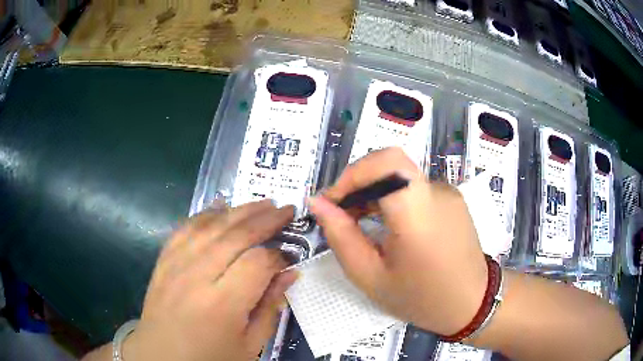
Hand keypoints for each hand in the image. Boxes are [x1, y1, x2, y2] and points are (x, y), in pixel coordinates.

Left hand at [123, 200, 296, 360]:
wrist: (160, 358)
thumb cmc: (210, 359)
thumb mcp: (250, 345)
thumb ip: (270, 307)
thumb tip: (290, 274)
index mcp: (222, 304)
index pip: (258, 263)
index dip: (278, 257)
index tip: (288, 260)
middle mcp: (196, 276)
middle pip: (235, 235)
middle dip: (265, 219)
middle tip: (287, 210)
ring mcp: (175, 264)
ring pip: (211, 225)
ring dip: (240, 210)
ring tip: (262, 203)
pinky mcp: (163, 261)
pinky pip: (185, 228)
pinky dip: (205, 214)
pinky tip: (220, 206)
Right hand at [309, 147, 487, 335]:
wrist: (472, 302)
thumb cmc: (421, 298)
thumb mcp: (371, 277)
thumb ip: (341, 237)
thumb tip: (318, 203)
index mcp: (418, 214)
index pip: (386, 162)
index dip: (354, 173)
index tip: (334, 201)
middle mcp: (437, 193)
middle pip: (389, 165)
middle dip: (357, 183)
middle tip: (341, 215)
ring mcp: (448, 192)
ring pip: (400, 175)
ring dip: (373, 191)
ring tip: (360, 223)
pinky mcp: (452, 198)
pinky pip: (414, 187)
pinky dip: (392, 197)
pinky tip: (387, 225)